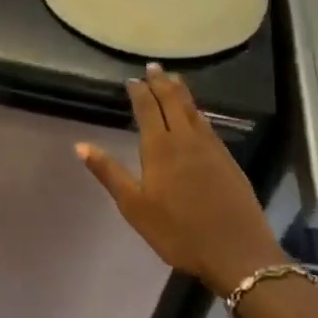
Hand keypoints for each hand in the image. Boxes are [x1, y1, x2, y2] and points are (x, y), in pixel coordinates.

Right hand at [75, 63, 285, 295]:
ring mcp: (211, 149)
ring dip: (182, 93)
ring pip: (194, 111)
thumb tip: (81, 146)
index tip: (132, 79)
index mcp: (161, 148)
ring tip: (174, 79)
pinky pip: (208, 126)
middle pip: (174, 102)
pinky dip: (198, 112)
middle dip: (162, 82)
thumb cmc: (177, 231)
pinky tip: (198, 115)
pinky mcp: (228, 161)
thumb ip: (109, 173)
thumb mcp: (134, 206)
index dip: (139, 92)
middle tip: (154, 66)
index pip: (148, 109)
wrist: (236, 251)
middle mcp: (187, 140)